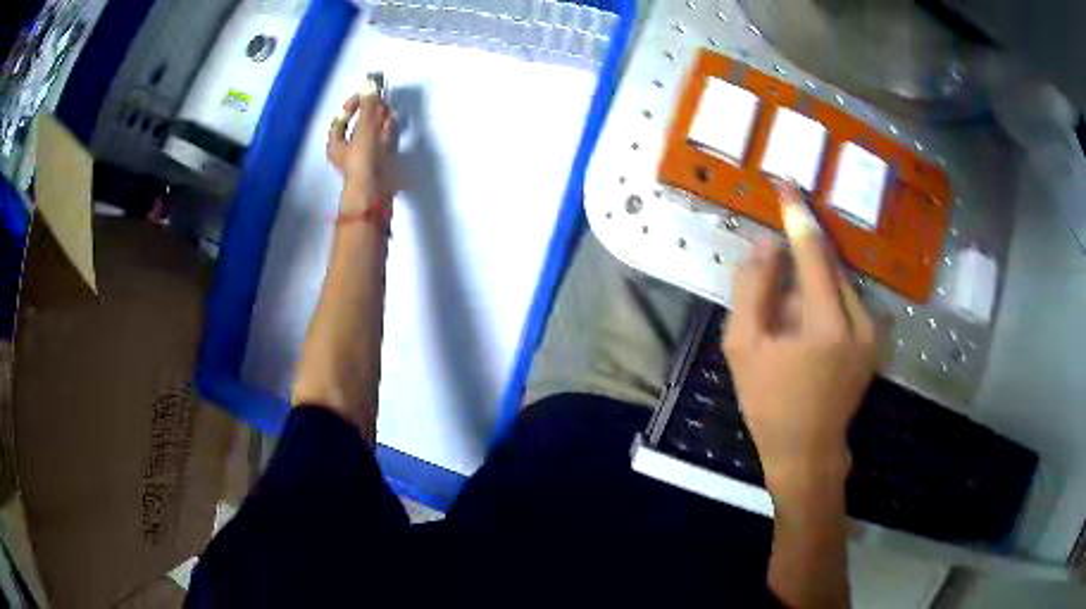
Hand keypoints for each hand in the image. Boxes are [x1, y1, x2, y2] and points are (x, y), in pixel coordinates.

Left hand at [327, 92, 394, 206]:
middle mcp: (347, 152)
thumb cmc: (363, 162)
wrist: (374, 194)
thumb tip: (369, 83)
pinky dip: (387, 132)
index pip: (340, 119)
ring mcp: (363, 160)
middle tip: (379, 102)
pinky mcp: (378, 166)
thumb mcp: (364, 130)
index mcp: (337, 145)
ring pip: (371, 135)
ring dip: (379, 121)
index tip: (364, 95)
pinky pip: (382, 143)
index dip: (351, 106)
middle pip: (357, 126)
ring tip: (389, 110)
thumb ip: (368, 106)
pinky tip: (394, 123)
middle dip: (368, 113)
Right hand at [723, 182, 877, 494]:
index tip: (787, 184)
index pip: (814, 253)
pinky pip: (849, 300)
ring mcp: (873, 331)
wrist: (807, 450)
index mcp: (827, 324)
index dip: (798, 216)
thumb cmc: (769, 403)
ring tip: (789, 329)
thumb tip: (765, 244)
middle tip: (775, 299)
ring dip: (812, 288)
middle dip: (799, 267)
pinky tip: (808, 334)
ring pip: (840, 283)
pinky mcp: (876, 339)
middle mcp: (861, 320)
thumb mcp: (744, 348)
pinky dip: (826, 300)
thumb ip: (753, 290)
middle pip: (829, 265)